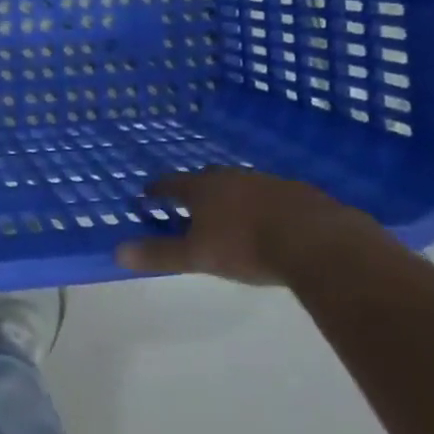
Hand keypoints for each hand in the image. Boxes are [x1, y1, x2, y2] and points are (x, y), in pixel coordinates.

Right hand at [114, 167, 366, 285]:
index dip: (157, 190)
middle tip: (190, 204)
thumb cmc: (247, 247)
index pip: (171, 184)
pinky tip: (272, 222)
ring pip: (241, 184)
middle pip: (206, 177)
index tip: (147, 194)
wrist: (316, 241)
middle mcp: (231, 177)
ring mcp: (266, 181)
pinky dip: (264, 205)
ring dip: (232, 196)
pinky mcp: (298, 192)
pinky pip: (272, 195)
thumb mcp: (198, 256)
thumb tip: (117, 251)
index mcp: (203, 188)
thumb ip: (160, 254)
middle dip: (196, 189)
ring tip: (231, 214)